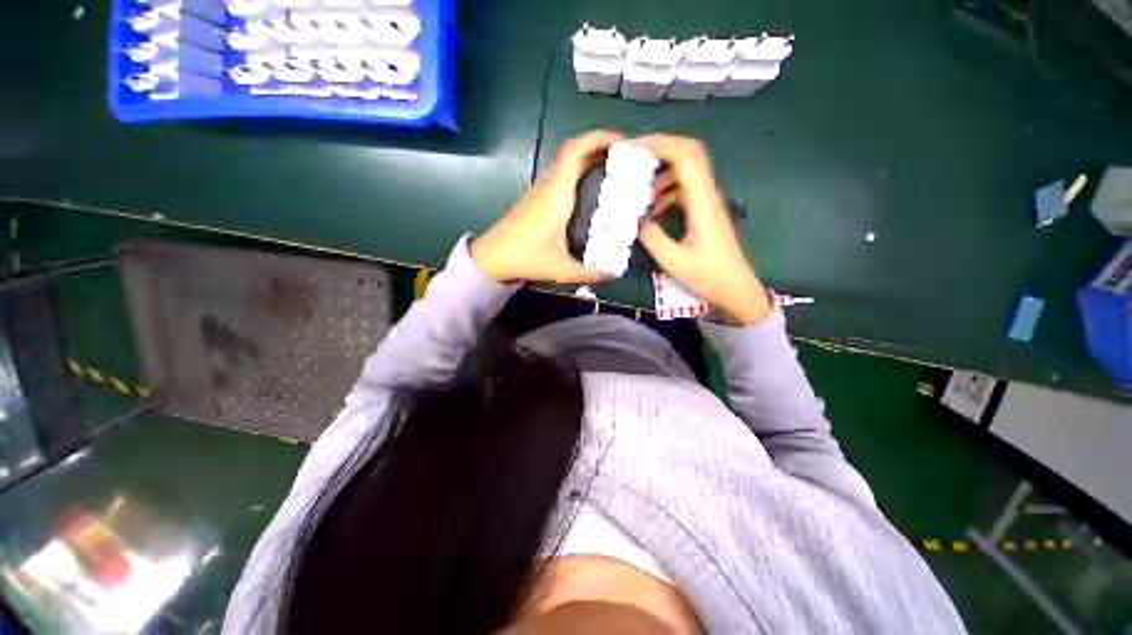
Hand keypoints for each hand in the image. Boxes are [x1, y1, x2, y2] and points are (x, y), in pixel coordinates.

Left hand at [471, 130, 621, 283]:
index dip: (598, 138)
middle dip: (600, 148)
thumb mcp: (561, 269)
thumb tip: (613, 274)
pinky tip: (592, 191)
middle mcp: (548, 186)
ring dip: (590, 160)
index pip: (574, 152)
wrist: (492, 257)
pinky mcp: (537, 199)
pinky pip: (562, 177)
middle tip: (627, 159)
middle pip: (573, 152)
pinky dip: (579, 174)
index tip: (622, 141)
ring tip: (616, 172)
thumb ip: (589, 272)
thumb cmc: (525, 257)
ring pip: (566, 164)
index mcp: (556, 195)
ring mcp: (541, 191)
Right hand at [634, 135, 771, 325]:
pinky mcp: (704, 212)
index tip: (633, 148)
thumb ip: (651, 236)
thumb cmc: (708, 276)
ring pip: (684, 172)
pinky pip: (683, 190)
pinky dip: (664, 192)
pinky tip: (650, 210)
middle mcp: (707, 195)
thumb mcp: (673, 260)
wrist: (735, 289)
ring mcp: (707, 202)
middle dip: (659, 150)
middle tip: (632, 159)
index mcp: (702, 203)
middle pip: (688, 155)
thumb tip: (633, 219)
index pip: (686, 157)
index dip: (660, 144)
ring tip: (637, 191)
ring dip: (659, 175)